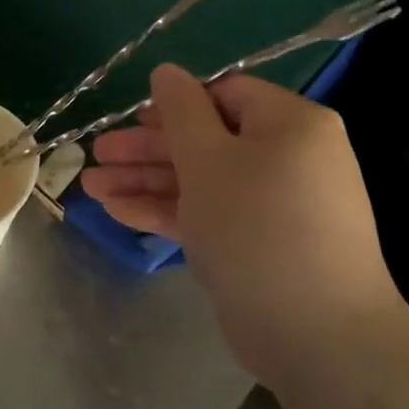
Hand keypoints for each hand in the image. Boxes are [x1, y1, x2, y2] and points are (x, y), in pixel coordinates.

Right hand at [82, 65, 406, 381]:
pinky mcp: (260, 246)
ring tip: (91, 187)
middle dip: (147, 149)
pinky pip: (212, 214)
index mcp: (291, 124)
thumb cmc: (257, 227)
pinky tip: (119, 212)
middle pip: (207, 140)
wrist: (317, 337)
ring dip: (148, 181)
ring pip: (203, 180)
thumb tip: (167, 71)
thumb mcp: (208, 159)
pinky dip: (169, 211)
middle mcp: (289, 158)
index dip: (175, 105)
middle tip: (98, 154)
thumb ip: (181, 111)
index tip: (133, 119)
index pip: (226, 95)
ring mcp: (275, 205)